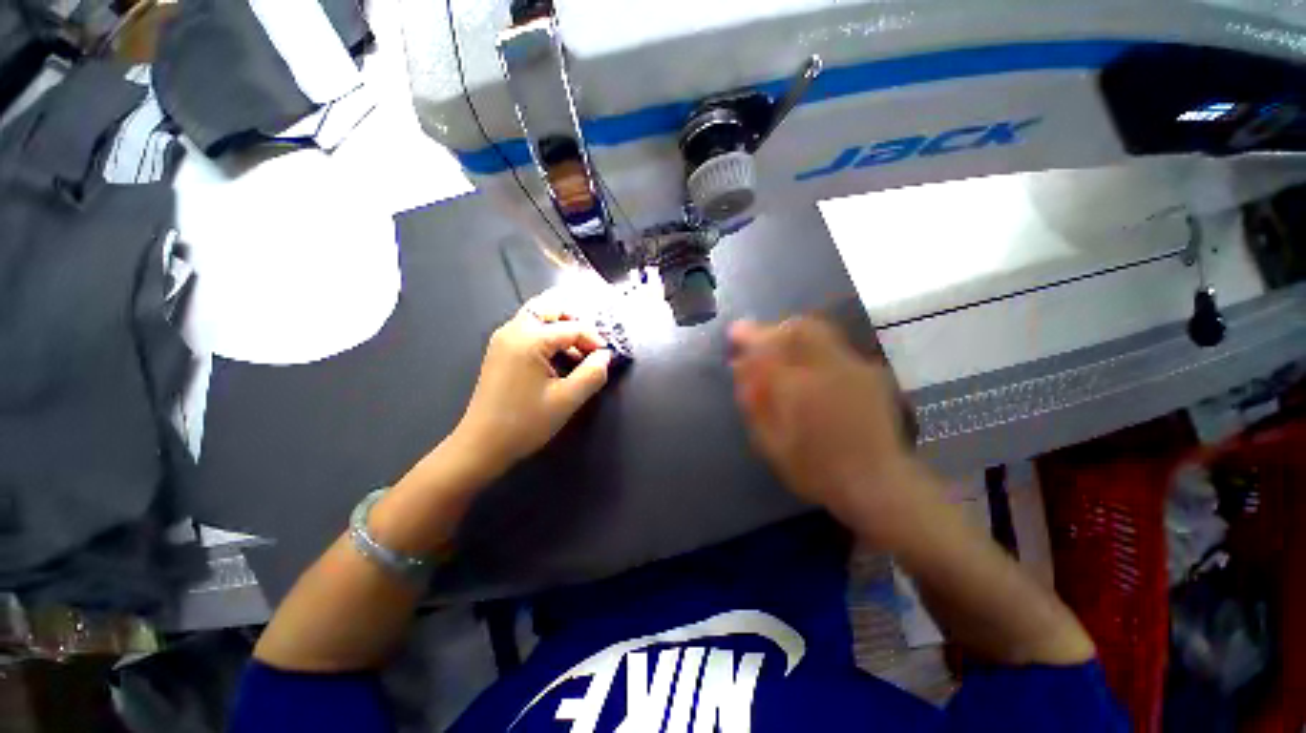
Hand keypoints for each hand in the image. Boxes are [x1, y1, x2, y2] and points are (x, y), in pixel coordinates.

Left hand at [451, 289, 613, 477]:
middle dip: (575, 321)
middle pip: (550, 308)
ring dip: (561, 327)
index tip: (606, 357)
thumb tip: (605, 356)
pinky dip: (547, 335)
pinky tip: (558, 358)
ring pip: (538, 316)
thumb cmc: (525, 423)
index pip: (572, 327)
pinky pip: (528, 329)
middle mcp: (513, 330)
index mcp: (530, 340)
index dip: (594, 339)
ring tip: (578, 351)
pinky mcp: (499, 350)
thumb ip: (592, 374)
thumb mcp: (567, 400)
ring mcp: (503, 338)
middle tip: (592, 343)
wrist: (482, 445)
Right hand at [728, 316, 931, 546]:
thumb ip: (753, 401)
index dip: (748, 335)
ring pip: (818, 330)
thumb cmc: (815, 469)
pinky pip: (834, 344)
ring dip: (793, 332)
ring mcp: (852, 367)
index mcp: (798, 387)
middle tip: (758, 339)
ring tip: (779, 347)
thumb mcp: (770, 442)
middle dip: (772, 329)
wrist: (876, 482)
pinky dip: (813, 344)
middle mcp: (826, 368)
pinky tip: (808, 364)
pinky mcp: (868, 372)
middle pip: (796, 329)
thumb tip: (739, 367)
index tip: (734, 333)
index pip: (768, 346)